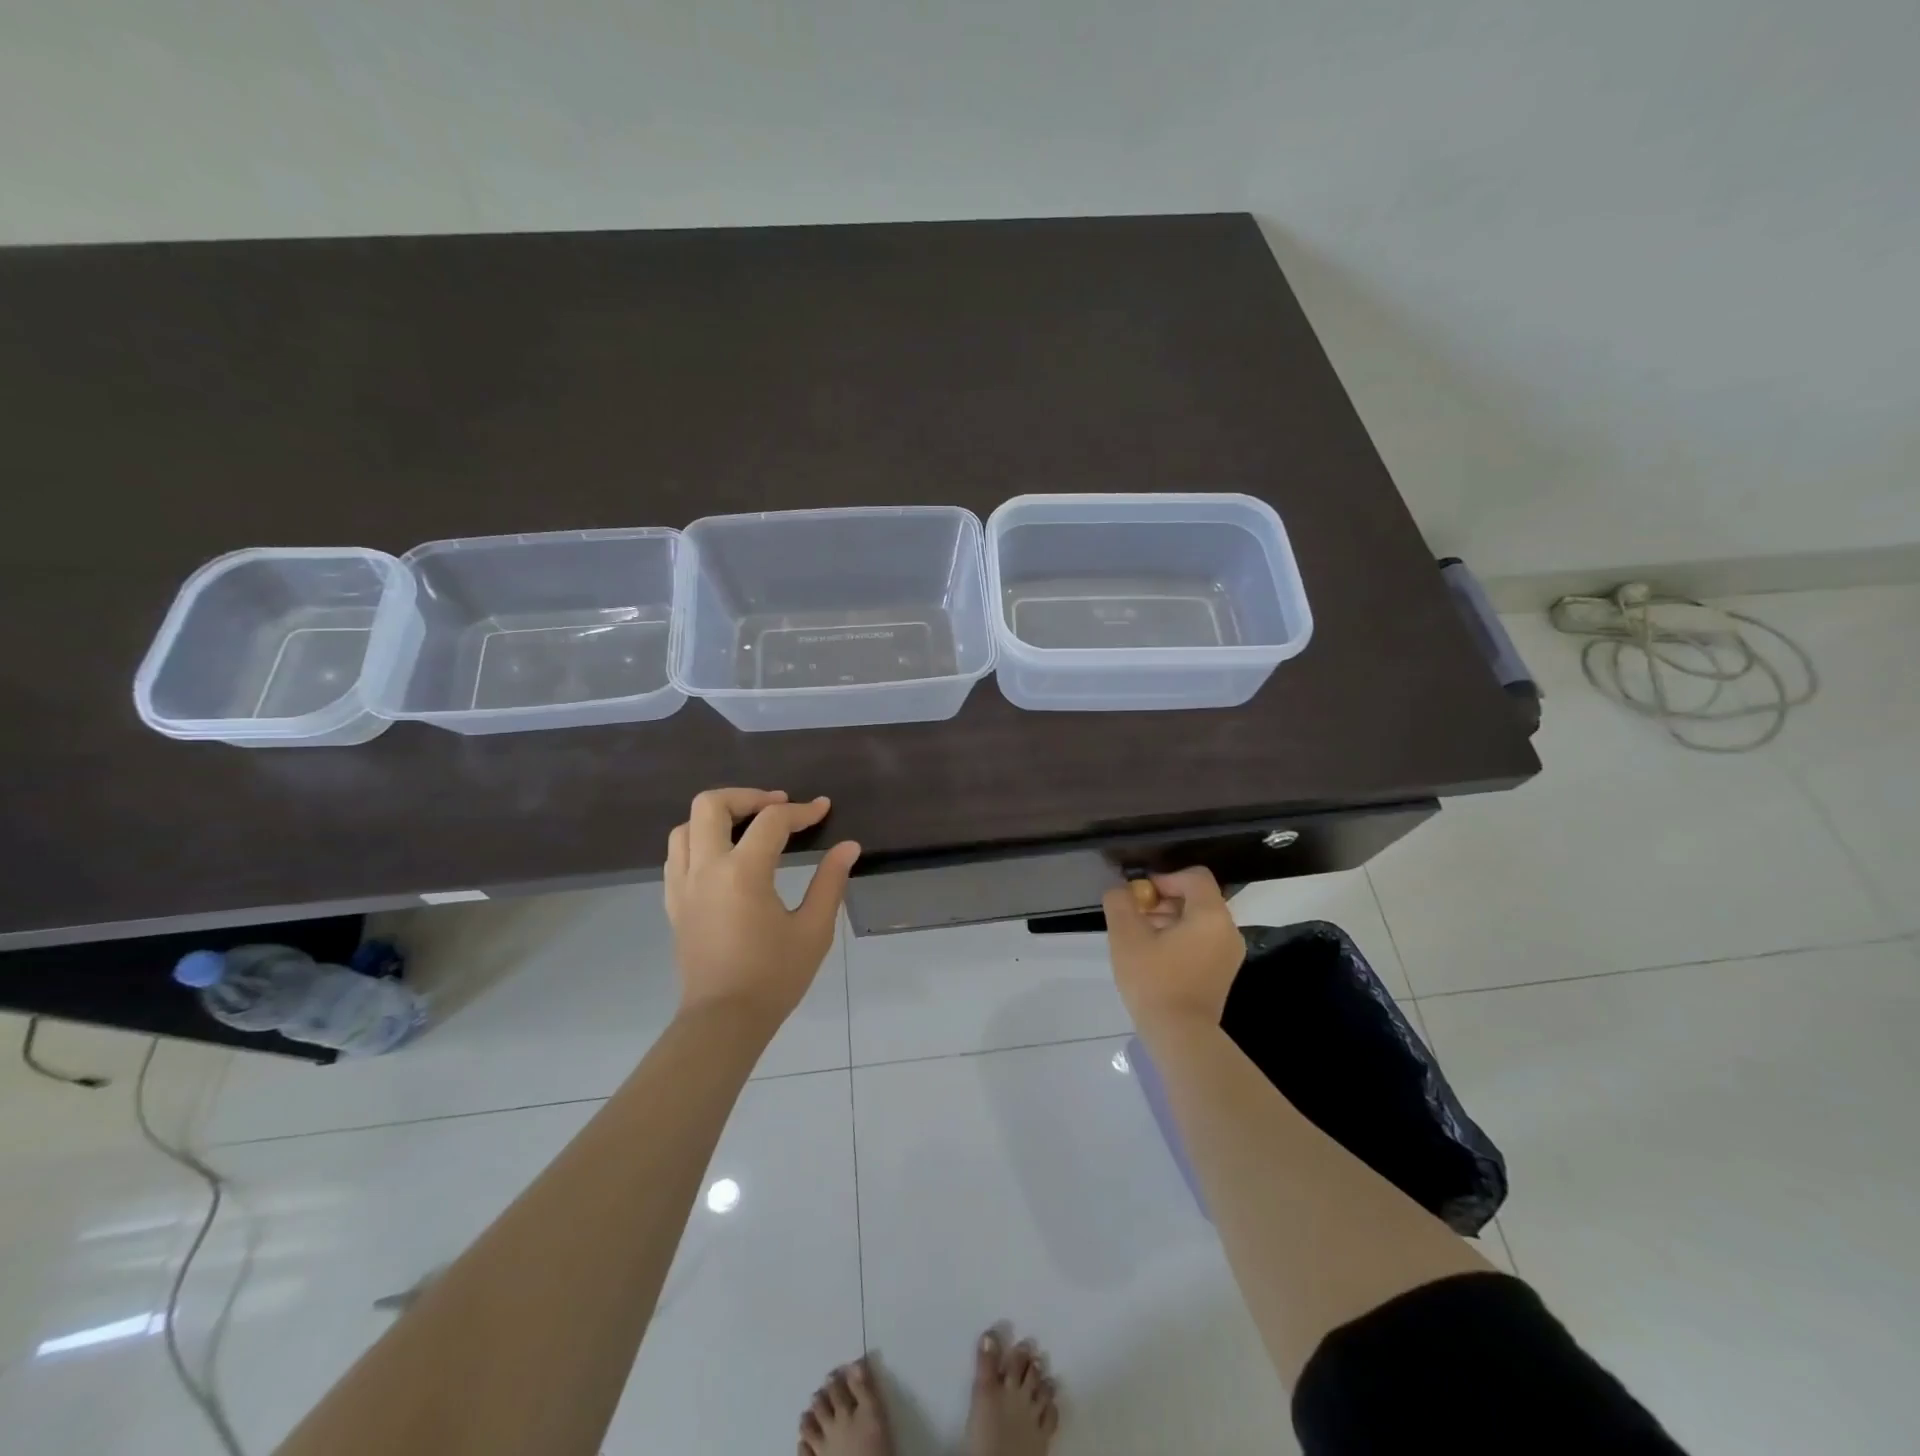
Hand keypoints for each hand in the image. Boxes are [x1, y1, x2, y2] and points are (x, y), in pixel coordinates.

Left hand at [665, 788, 860, 1027]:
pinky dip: (698, 841)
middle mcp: (705, 868)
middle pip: (711, 804)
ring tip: (747, 827)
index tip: (823, 809)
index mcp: (742, 872)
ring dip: (718, 816)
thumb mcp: (813, 930)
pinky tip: (722, 856)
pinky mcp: (673, 903)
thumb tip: (848, 847)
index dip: (801, 810)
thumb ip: (830, 882)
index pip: (771, 821)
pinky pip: (676, 855)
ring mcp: (683, 885)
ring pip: (685, 826)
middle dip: (747, 796)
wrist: (723, 1021)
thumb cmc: (774, 977)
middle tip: (777, 806)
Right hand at [1102, 867, 1245, 1029]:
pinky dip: (1180, 938)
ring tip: (1141, 940)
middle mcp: (1228, 929)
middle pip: (1196, 897)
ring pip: (1198, 920)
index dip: (1164, 878)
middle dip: (1163, 901)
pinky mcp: (1223, 972)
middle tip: (1136, 919)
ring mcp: (1229, 953)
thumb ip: (1120, 902)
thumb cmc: (1154, 981)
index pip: (1194, 876)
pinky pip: (1202, 940)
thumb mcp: (1126, 936)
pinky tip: (1155, 957)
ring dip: (1169, 920)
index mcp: (1211, 915)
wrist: (1181, 1036)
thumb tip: (1122, 891)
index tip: (1140, 898)